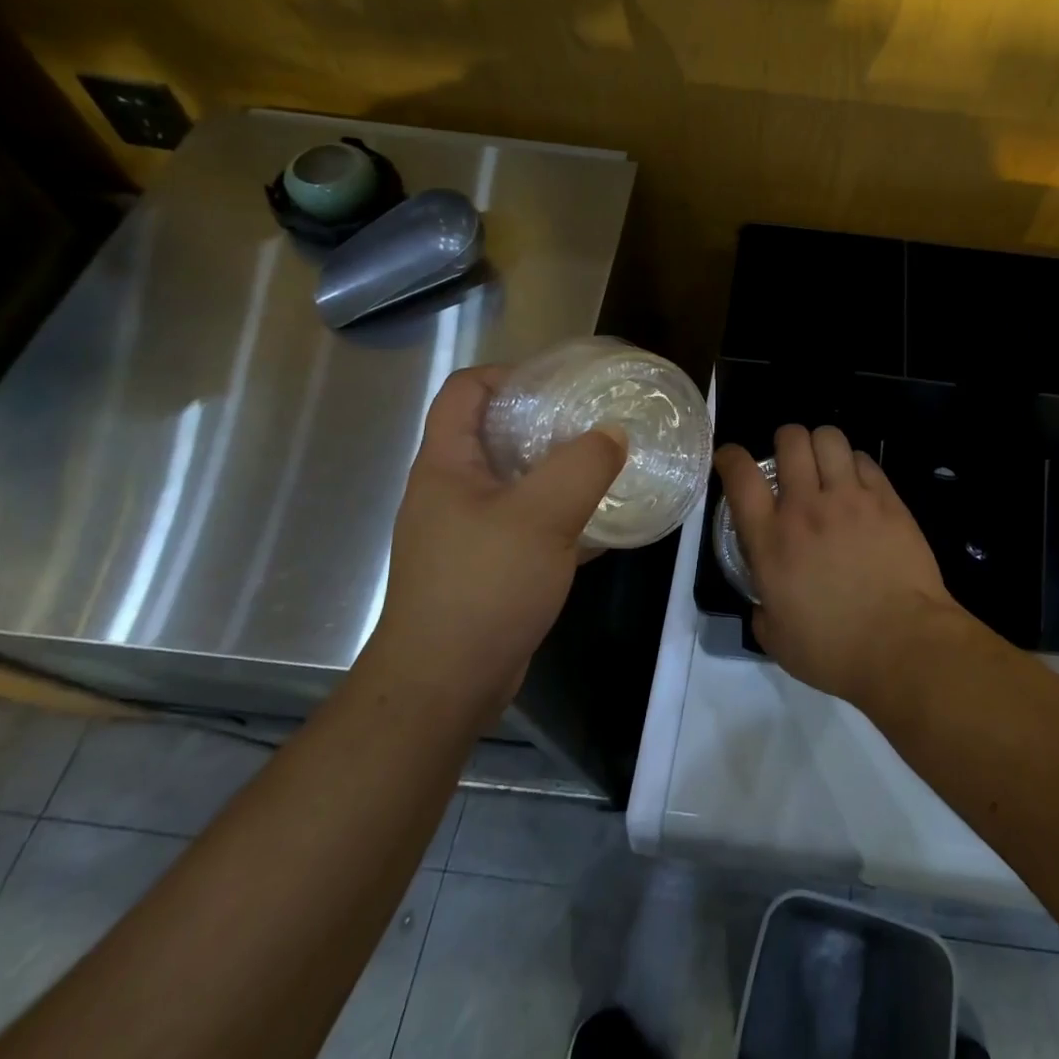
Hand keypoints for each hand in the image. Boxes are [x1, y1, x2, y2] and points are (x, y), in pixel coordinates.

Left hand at [371, 365, 625, 714]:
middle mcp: (450, 491)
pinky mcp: (485, 566)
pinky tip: (600, 524)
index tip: (560, 382)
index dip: (509, 374)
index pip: (466, 391)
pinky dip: (560, 515)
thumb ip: (583, 465)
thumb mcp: (542, 516)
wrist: (445, 685)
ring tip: (605, 465)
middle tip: (594, 420)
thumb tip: (613, 433)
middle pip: (494, 433)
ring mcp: (466, 531)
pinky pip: (526, 523)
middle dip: (545, 421)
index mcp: (446, 464)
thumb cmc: (484, 587)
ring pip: (515, 481)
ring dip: (557, 470)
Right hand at [715, 425, 962, 705]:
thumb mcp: (777, 639)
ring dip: (821, 445)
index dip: (730, 457)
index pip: (741, 476)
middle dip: (785, 440)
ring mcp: (850, 499)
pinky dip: (855, 464)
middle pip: (790, 440)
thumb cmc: (834, 650)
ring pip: (830, 438)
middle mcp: (806, 507)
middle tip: (790, 460)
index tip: (731, 458)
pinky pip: (866, 460)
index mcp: (772, 540)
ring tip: (826, 464)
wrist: (903, 645)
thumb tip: (766, 600)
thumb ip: (763, 610)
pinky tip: (858, 483)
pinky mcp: (887, 500)